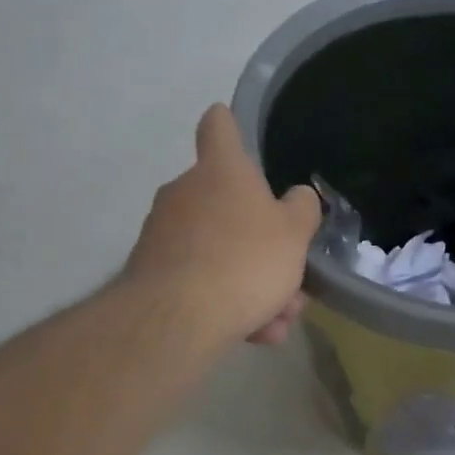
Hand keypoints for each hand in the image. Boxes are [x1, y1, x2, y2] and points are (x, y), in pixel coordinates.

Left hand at [123, 104, 320, 347]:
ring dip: (251, 283)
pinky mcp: (151, 273)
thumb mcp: (295, 233)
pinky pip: (202, 281)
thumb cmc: (245, 259)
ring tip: (275, 321)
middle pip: (230, 207)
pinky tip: (252, 333)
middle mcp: (185, 193)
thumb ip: (302, 209)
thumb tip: (296, 197)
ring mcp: (163, 233)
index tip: (228, 121)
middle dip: (263, 243)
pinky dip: (228, 303)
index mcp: (221, 171)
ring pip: (221, 252)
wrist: (177, 319)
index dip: (227, 123)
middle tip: (289, 277)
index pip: (219, 128)